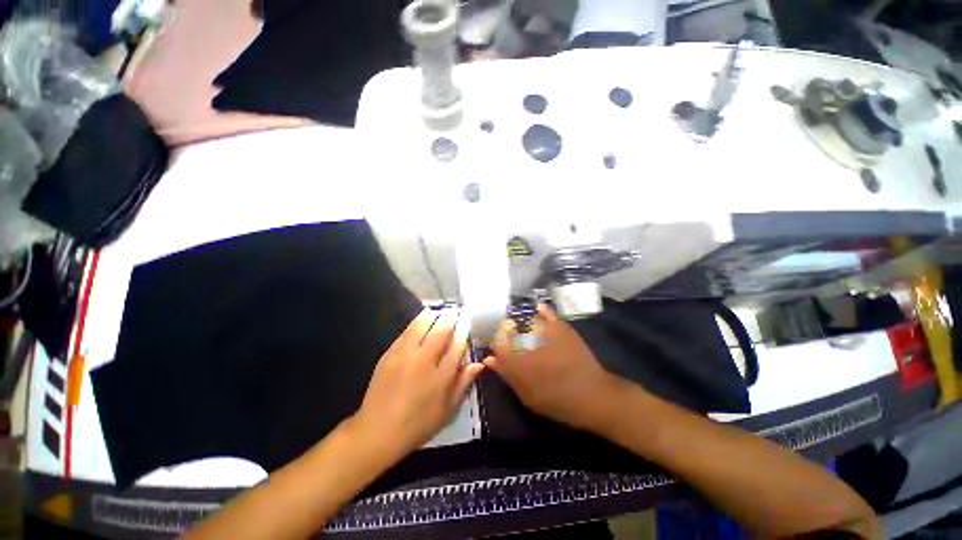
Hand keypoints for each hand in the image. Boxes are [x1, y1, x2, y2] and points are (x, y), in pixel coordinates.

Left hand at [353, 308, 484, 456]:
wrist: (378, 431)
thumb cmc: (418, 424)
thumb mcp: (447, 410)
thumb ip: (463, 383)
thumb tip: (478, 364)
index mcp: (441, 375)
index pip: (457, 345)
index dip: (464, 332)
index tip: (466, 324)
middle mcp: (425, 360)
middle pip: (441, 330)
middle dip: (450, 318)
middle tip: (455, 311)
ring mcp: (405, 354)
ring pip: (422, 325)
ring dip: (433, 316)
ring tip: (439, 311)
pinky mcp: (390, 354)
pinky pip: (406, 332)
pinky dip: (416, 323)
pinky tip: (420, 319)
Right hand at [484, 305, 629, 431]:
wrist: (592, 395)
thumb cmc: (557, 400)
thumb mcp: (527, 395)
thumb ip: (507, 375)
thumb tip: (490, 359)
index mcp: (518, 360)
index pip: (498, 344)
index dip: (495, 345)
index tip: (497, 349)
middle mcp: (529, 341)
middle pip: (509, 330)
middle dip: (506, 333)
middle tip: (510, 341)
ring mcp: (546, 332)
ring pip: (525, 321)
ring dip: (520, 324)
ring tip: (522, 330)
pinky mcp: (562, 328)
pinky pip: (548, 314)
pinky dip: (543, 311)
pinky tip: (539, 310)